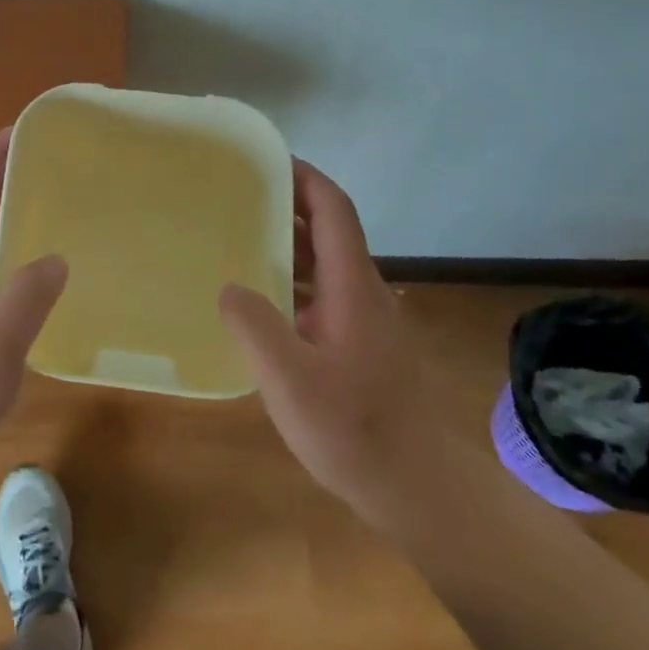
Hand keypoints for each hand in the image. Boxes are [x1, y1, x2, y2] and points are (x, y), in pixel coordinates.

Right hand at [219, 160, 431, 529]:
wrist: (419, 489)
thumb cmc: (355, 429)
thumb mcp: (291, 380)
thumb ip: (255, 327)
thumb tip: (229, 287)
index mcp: (352, 286)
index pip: (334, 209)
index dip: (304, 177)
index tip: (265, 160)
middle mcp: (363, 292)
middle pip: (328, 230)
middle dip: (286, 205)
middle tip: (235, 198)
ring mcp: (365, 320)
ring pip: (325, 264)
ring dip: (287, 245)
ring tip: (237, 240)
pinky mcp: (361, 345)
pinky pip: (322, 294)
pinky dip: (292, 282)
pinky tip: (260, 303)